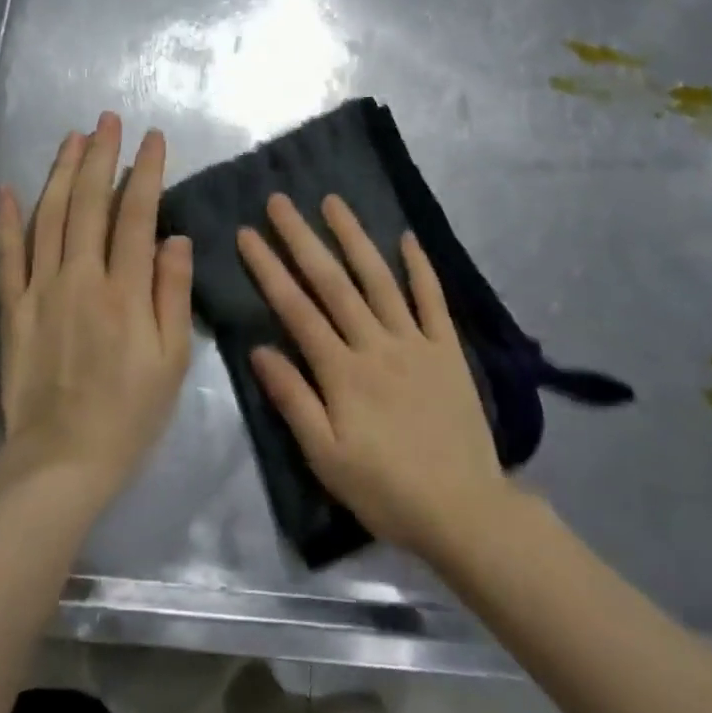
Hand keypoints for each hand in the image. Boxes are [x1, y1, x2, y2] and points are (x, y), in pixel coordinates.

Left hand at [0, 113, 193, 507]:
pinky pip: (6, 256)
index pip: (136, 214)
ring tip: (72, 138)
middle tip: (107, 121)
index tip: (153, 139)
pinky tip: (8, 189)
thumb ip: (172, 293)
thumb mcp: (172, 361)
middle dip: (100, 156)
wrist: (61, 461)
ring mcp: (40, 290)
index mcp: (124, 291)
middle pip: (88, 203)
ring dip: (60, 173)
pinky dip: (5, 220)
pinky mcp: (11, 309)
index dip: (145, 171)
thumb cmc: (129, 414)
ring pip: (48, 217)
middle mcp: (80, 278)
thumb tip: (175, 236)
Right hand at [238, 193, 513, 561]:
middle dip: (302, 238)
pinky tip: (407, 237)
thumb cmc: (385, 488)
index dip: (268, 268)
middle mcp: (375, 343)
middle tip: (280, 201)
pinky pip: (432, 300)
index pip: (296, 308)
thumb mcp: (325, 456)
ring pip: (379, 279)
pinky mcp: (447, 349)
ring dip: (355, 237)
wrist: (464, 511)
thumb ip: (292, 399)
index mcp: (341, 370)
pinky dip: (420, 267)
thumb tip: (259, 349)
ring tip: (333, 202)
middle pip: (332, 282)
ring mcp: (415, 341)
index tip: (247, 233)